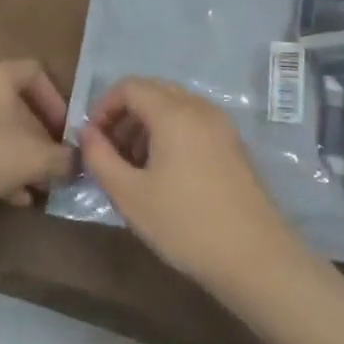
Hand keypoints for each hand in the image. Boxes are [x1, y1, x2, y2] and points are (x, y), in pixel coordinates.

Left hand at [0, 60, 74, 217]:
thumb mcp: (34, 159)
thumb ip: (62, 159)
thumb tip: (77, 160)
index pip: (37, 73)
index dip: (56, 102)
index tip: (64, 132)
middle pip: (14, 106)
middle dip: (37, 139)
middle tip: (49, 167)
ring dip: (15, 157)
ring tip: (31, 189)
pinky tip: (3, 197)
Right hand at [79, 77, 304, 291]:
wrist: (254, 256)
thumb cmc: (184, 223)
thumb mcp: (130, 195)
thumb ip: (100, 157)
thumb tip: (88, 133)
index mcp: (174, 112)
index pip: (130, 86)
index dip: (104, 107)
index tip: (93, 140)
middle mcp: (200, 108)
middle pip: (154, 92)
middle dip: (126, 115)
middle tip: (111, 153)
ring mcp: (222, 125)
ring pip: (176, 107)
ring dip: (148, 126)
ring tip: (135, 167)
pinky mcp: (234, 145)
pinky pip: (195, 123)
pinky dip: (172, 134)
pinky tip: (166, 174)